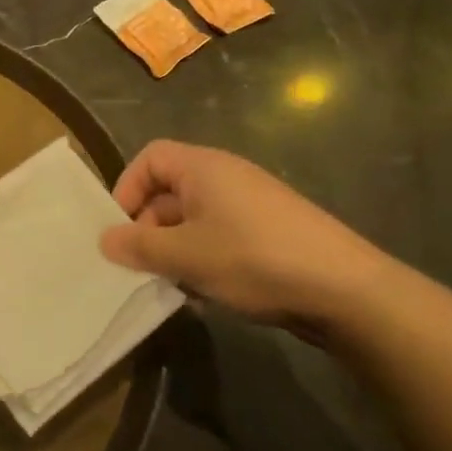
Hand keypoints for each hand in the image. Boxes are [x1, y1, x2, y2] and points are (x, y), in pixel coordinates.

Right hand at [100, 140, 401, 330]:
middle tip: (141, 265)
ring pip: (194, 218)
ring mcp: (251, 205)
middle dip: (149, 227)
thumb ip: (139, 247)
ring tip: (171, 283)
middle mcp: (226, 177)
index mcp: (203, 168)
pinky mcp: (269, 232)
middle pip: (169, 190)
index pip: (150, 158)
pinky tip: (206, 292)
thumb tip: (105, 240)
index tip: (121, 228)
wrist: (346, 290)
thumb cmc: (254, 259)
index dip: (127, 187)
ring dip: (175, 248)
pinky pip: (220, 235)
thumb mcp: (186, 256)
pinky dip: (203, 257)